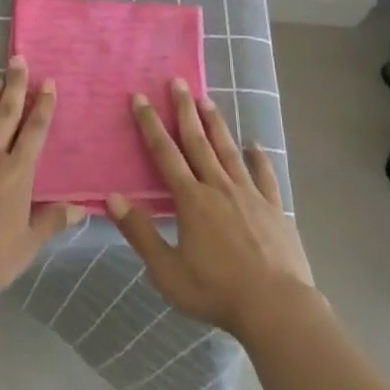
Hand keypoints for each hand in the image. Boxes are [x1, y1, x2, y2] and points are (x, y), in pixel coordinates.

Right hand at [106, 80, 318, 339]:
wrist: (277, 308)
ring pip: (228, 150)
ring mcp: (249, 195)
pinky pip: (264, 175)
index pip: (165, 153)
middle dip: (184, 110)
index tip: (141, 98)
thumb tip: (112, 198)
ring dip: (216, 123)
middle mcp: (218, 187)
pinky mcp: (274, 208)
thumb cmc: (216, 291)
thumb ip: (140, 233)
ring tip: (207, 99)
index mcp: (191, 200)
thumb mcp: (167, 271)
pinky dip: (259, 157)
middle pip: (198, 141)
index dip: (151, 124)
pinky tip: (255, 144)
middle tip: (177, 81)